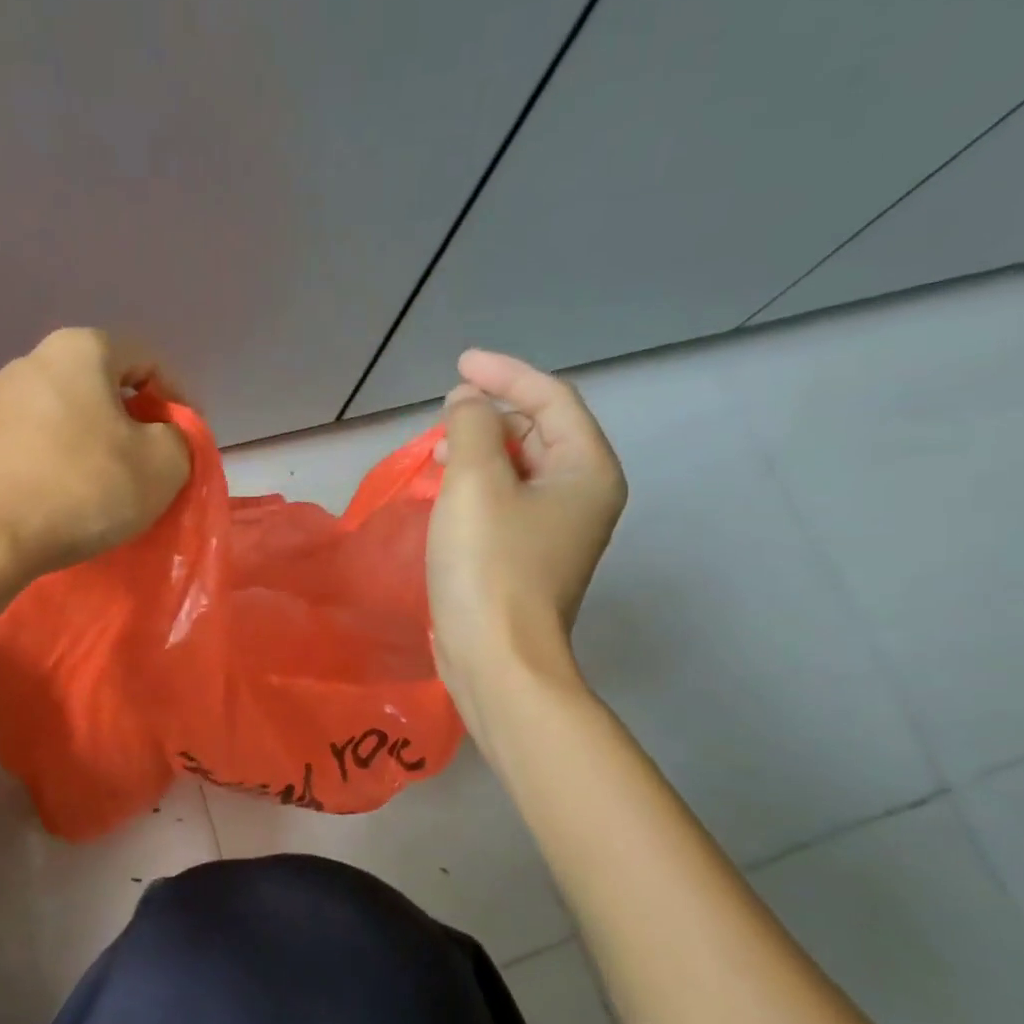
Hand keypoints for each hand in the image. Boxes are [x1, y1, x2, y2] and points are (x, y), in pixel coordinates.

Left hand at [0, 328, 191, 578]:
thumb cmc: (83, 487)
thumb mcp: (163, 464)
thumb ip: (180, 439)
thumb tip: (163, 437)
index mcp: (81, 349)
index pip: (148, 361)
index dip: (177, 401)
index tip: (184, 445)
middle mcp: (34, 360)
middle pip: (105, 387)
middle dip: (135, 424)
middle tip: (152, 467)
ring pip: (71, 416)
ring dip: (98, 446)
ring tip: (111, 488)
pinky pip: (40, 442)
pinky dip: (63, 463)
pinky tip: (70, 498)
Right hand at [426, 350, 626, 705]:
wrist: (496, 658)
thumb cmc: (489, 565)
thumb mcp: (475, 483)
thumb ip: (469, 428)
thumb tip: (466, 406)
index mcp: (586, 470)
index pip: (552, 399)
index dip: (505, 373)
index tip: (459, 364)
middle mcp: (582, 495)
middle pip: (539, 430)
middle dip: (491, 413)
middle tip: (442, 413)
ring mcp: (556, 530)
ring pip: (519, 467)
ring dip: (479, 449)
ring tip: (436, 451)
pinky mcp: (528, 556)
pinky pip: (505, 500)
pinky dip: (477, 484)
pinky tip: (444, 491)